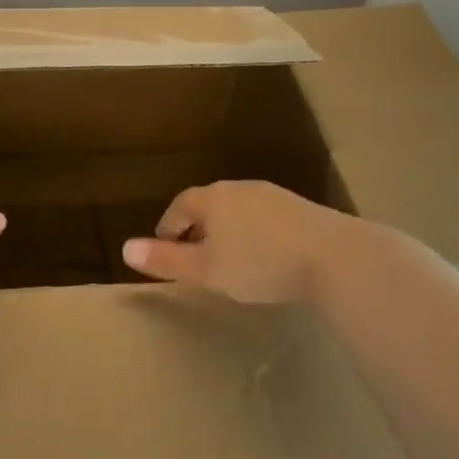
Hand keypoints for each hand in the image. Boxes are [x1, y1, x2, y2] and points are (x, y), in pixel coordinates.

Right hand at [121, 181, 362, 304]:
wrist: (334, 257)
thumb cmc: (260, 264)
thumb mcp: (206, 270)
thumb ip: (166, 260)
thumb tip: (124, 248)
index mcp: (213, 198)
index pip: (180, 205)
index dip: (168, 227)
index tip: (165, 250)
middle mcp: (240, 188)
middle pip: (209, 204)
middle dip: (198, 228)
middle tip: (194, 257)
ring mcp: (273, 196)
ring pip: (238, 210)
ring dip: (227, 230)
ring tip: (228, 258)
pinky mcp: (300, 209)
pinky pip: (264, 218)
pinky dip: (254, 233)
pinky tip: (264, 256)